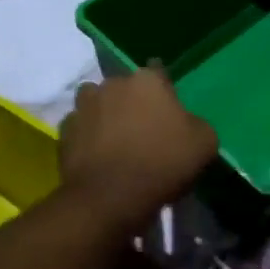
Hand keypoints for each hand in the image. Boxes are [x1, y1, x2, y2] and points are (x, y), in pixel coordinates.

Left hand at [60, 65, 217, 231]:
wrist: (111, 197)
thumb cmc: (163, 164)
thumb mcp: (204, 144)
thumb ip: (196, 124)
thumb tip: (186, 123)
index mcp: (148, 81)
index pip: (159, 72)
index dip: (164, 91)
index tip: (168, 110)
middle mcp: (112, 83)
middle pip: (125, 87)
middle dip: (132, 101)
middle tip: (142, 129)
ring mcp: (84, 105)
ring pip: (96, 101)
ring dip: (104, 113)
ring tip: (114, 138)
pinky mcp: (65, 130)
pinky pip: (80, 127)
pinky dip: (86, 136)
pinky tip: (96, 154)